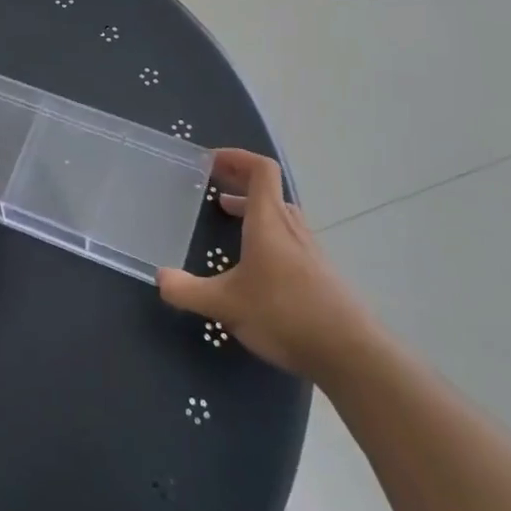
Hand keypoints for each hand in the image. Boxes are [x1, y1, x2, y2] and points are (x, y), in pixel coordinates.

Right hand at [156, 150, 376, 384]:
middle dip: (239, 180)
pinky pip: (288, 237)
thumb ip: (188, 291)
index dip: (237, 157)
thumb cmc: (284, 314)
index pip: (261, 170)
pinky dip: (266, 232)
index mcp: (269, 221)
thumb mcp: (226, 305)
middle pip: (269, 189)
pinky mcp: (319, 273)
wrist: (350, 353)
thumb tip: (159, 278)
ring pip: (279, 214)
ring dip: (252, 206)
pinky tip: (254, 261)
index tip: (211, 161)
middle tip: (212, 182)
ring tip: (227, 214)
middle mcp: (291, 228)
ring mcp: (309, 250)